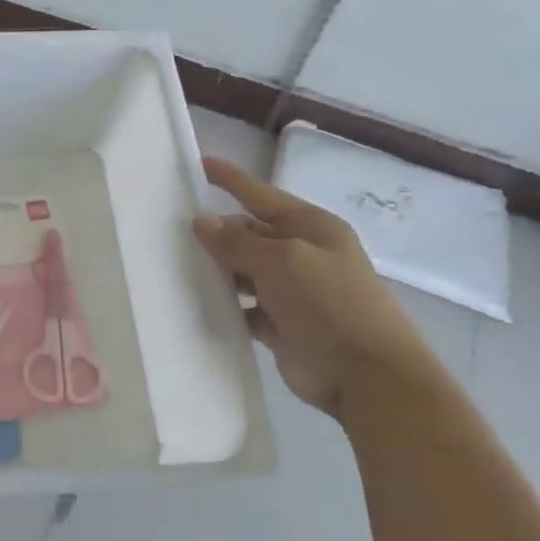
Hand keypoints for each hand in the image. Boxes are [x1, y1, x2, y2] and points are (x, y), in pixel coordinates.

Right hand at [193, 158, 431, 416]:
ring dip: (218, 270)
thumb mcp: (282, 261)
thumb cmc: (329, 304)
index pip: (261, 195)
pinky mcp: (281, 324)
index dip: (230, 180)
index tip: (198, 164)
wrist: (367, 376)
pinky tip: (200, 303)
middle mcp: (301, 254)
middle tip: (172, 233)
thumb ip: (239, 242)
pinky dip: (226, 305)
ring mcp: (291, 291)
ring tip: (177, 266)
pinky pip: (244, 306)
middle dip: (216, 233)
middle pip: (248, 233)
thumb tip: (203, 222)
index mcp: (310, 228)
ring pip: (243, 270)